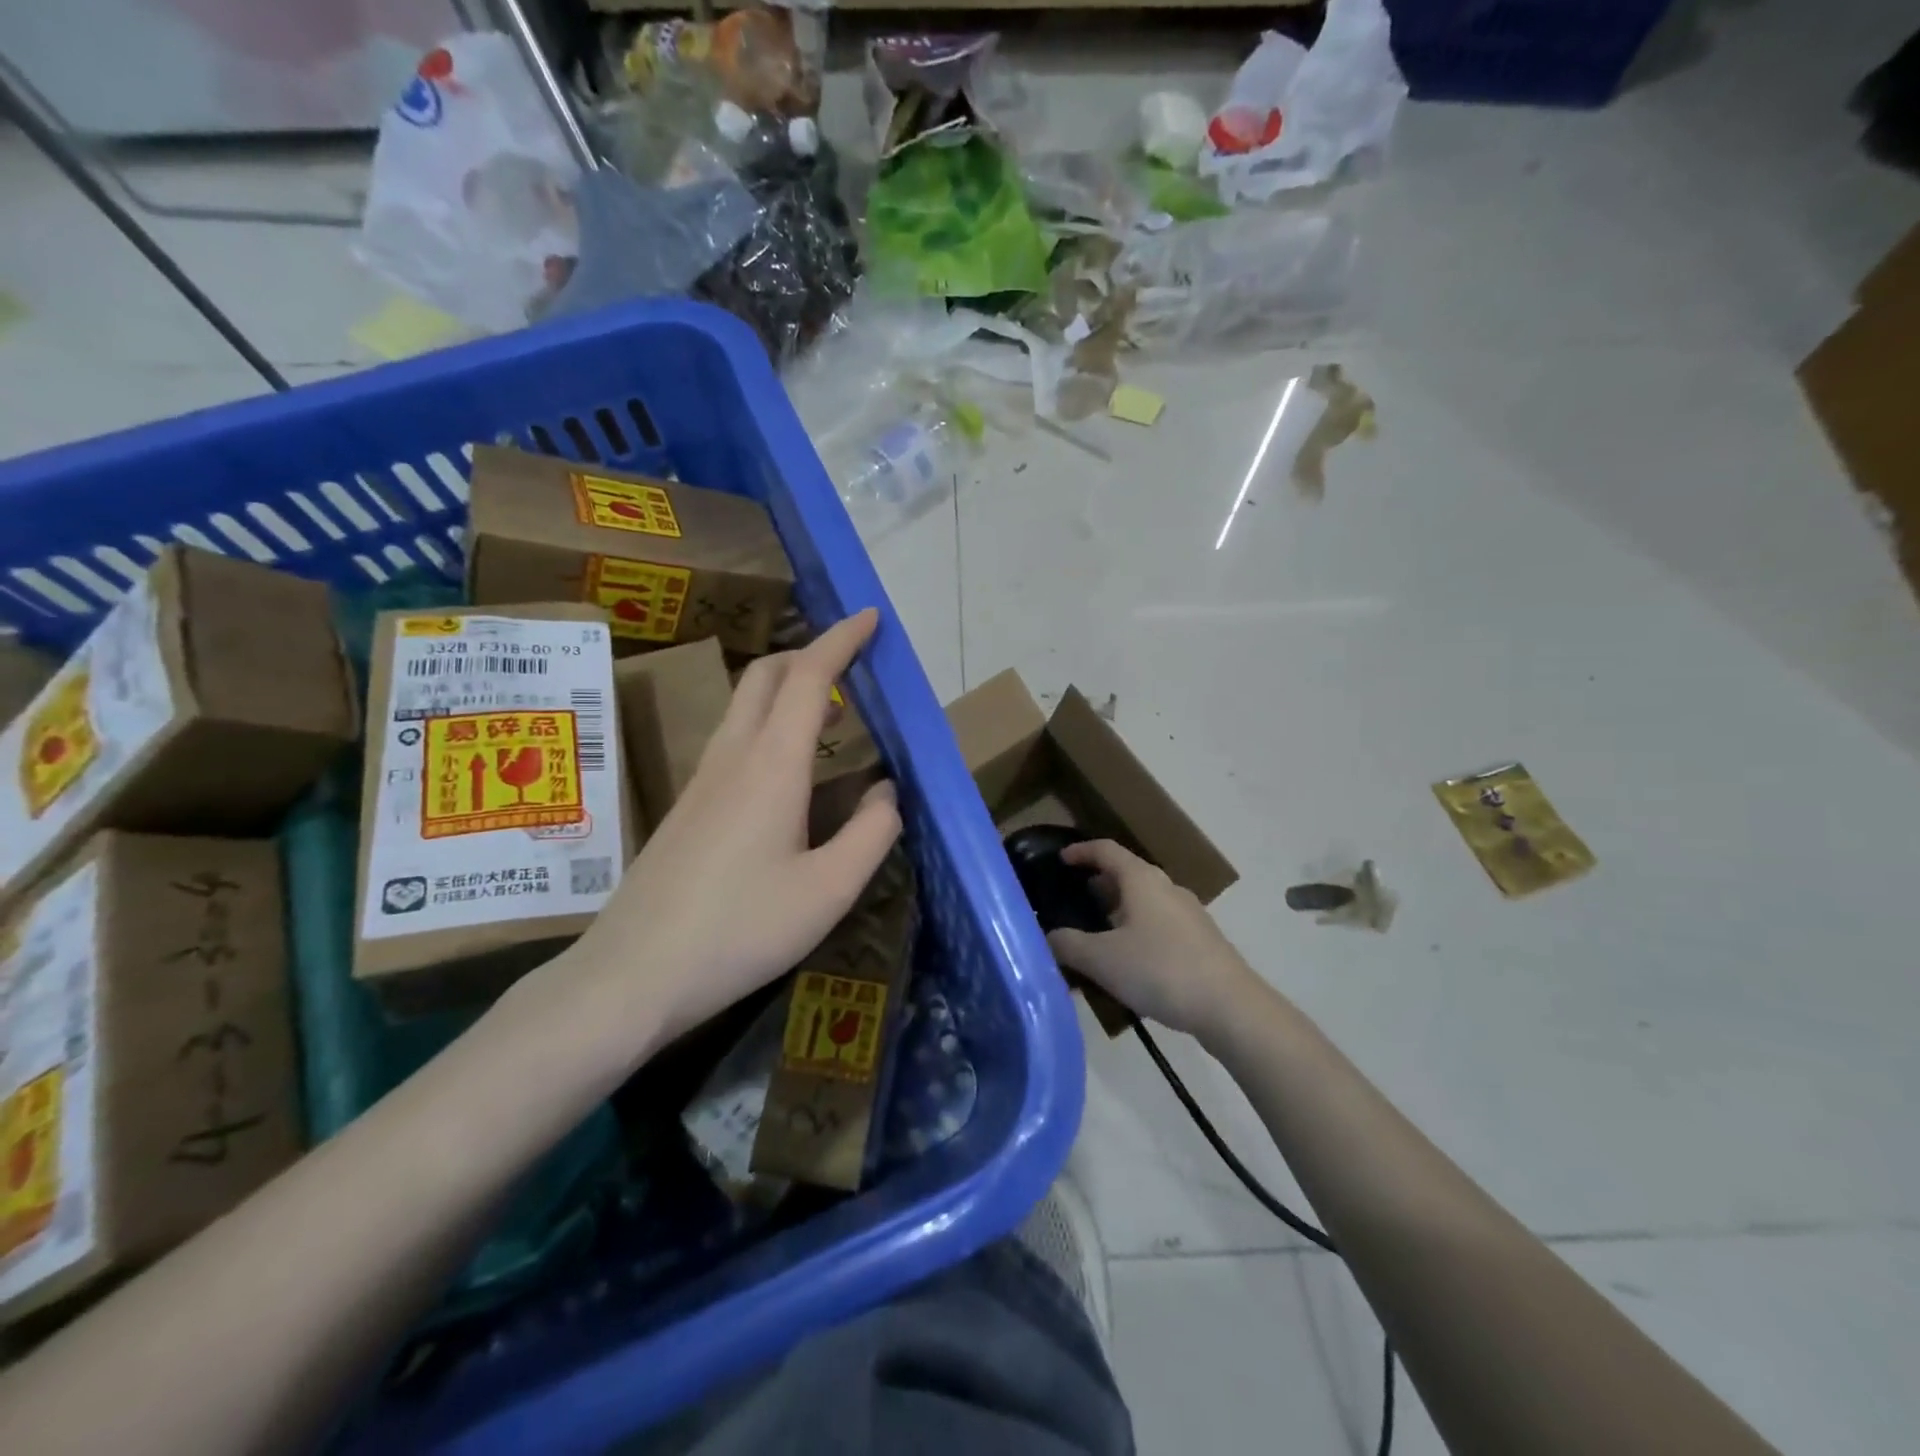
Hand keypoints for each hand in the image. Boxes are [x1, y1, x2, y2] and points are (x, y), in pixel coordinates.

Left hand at [540, 610, 901, 1066]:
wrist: (631, 976)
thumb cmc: (739, 931)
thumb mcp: (829, 891)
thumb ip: (872, 834)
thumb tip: (887, 792)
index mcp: (772, 766)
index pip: (809, 678)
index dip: (841, 640)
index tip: (869, 617)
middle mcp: (733, 758)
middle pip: (766, 676)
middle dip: (810, 653)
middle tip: (852, 663)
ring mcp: (702, 781)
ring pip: (744, 705)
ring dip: (786, 687)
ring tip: (828, 709)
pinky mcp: (688, 808)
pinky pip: (733, 737)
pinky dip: (768, 722)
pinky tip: (786, 767)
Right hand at [1046, 840, 1262, 1042]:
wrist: (1230, 1006)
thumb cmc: (1160, 970)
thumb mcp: (1102, 959)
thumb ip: (1068, 945)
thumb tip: (1047, 936)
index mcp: (1141, 880)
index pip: (1106, 850)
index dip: (1082, 851)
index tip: (1061, 858)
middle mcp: (1166, 888)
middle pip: (1128, 874)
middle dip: (1100, 883)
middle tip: (1074, 899)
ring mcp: (1188, 914)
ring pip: (1145, 901)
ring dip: (1119, 909)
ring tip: (1097, 933)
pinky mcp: (1201, 940)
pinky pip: (1159, 923)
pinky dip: (1137, 929)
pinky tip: (1129, 960)